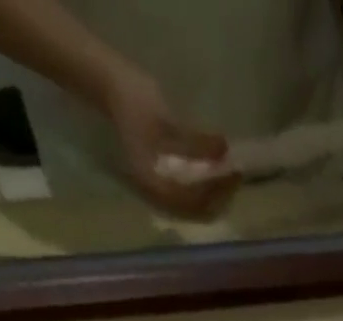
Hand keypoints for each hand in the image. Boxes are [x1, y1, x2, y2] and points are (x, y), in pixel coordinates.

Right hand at [102, 70, 239, 218]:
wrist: (107, 86)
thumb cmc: (133, 98)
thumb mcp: (166, 119)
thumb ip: (195, 141)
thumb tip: (225, 150)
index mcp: (152, 184)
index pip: (194, 200)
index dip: (218, 190)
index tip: (234, 172)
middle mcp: (154, 198)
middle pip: (196, 212)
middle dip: (219, 197)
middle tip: (235, 177)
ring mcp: (156, 194)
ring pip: (193, 210)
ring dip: (214, 198)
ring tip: (228, 179)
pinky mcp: (159, 187)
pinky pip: (187, 202)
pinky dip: (204, 194)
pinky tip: (214, 179)